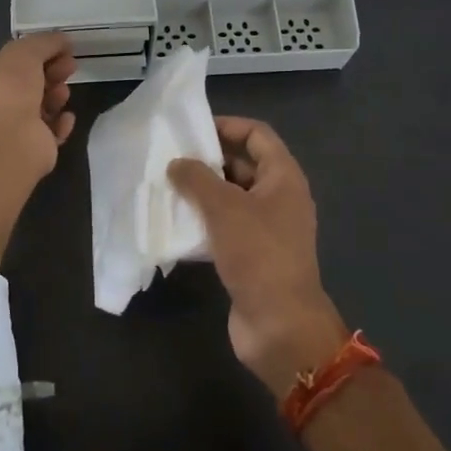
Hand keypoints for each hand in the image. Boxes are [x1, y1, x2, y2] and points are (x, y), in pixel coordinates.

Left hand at [0, 33, 77, 186]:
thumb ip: (44, 42)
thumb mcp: (24, 52)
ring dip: (56, 96)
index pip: (13, 64)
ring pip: (42, 108)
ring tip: (63, 93)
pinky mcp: (33, 150)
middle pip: (30, 85)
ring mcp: (15, 130)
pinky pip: (52, 132)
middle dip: (51, 73)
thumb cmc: (9, 91)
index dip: (38, 54)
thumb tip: (63, 40)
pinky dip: (61, 123)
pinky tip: (66, 117)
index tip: (62, 49)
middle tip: (70, 67)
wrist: (9, 142)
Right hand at [169, 116, 349, 397]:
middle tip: (171, 158)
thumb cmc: (258, 254)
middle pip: (243, 165)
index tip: (192, 129)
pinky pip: (226, 228)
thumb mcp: (224, 208)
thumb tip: (176, 163)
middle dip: (209, 160)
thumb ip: (197, 179)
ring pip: (232, 199)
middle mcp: (279, 198)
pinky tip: (176, 224)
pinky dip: (204, 222)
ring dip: (202, 192)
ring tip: (166, 187)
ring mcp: (267, 229)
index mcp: (283, 178)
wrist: (280, 325)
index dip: (228, 125)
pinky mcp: (253, 256)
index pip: (257, 135)